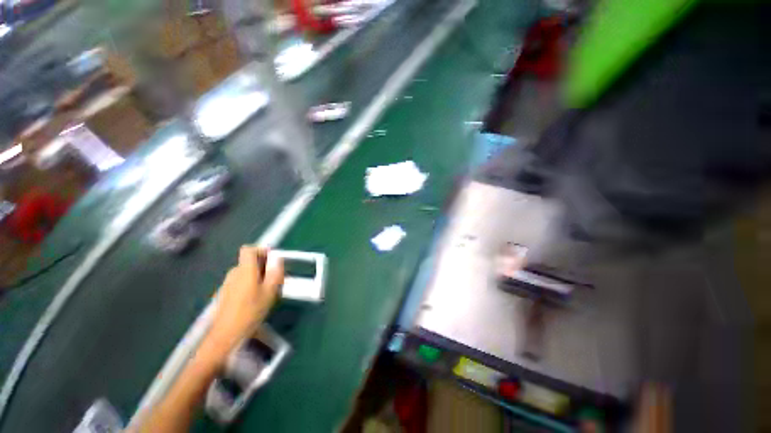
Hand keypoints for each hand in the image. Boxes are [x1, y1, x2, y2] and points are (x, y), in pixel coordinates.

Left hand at [205, 246, 283, 362]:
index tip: (272, 259)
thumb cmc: (251, 311)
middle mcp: (234, 272)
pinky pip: (241, 281)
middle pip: (249, 261)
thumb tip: (277, 259)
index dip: (261, 250)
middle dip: (264, 265)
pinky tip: (256, 299)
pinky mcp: (226, 293)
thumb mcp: (270, 291)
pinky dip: (251, 284)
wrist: (226, 335)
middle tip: (276, 278)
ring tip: (268, 290)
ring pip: (246, 272)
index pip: (248, 249)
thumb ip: (275, 272)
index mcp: (245, 270)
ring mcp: (228, 283)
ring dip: (258, 275)